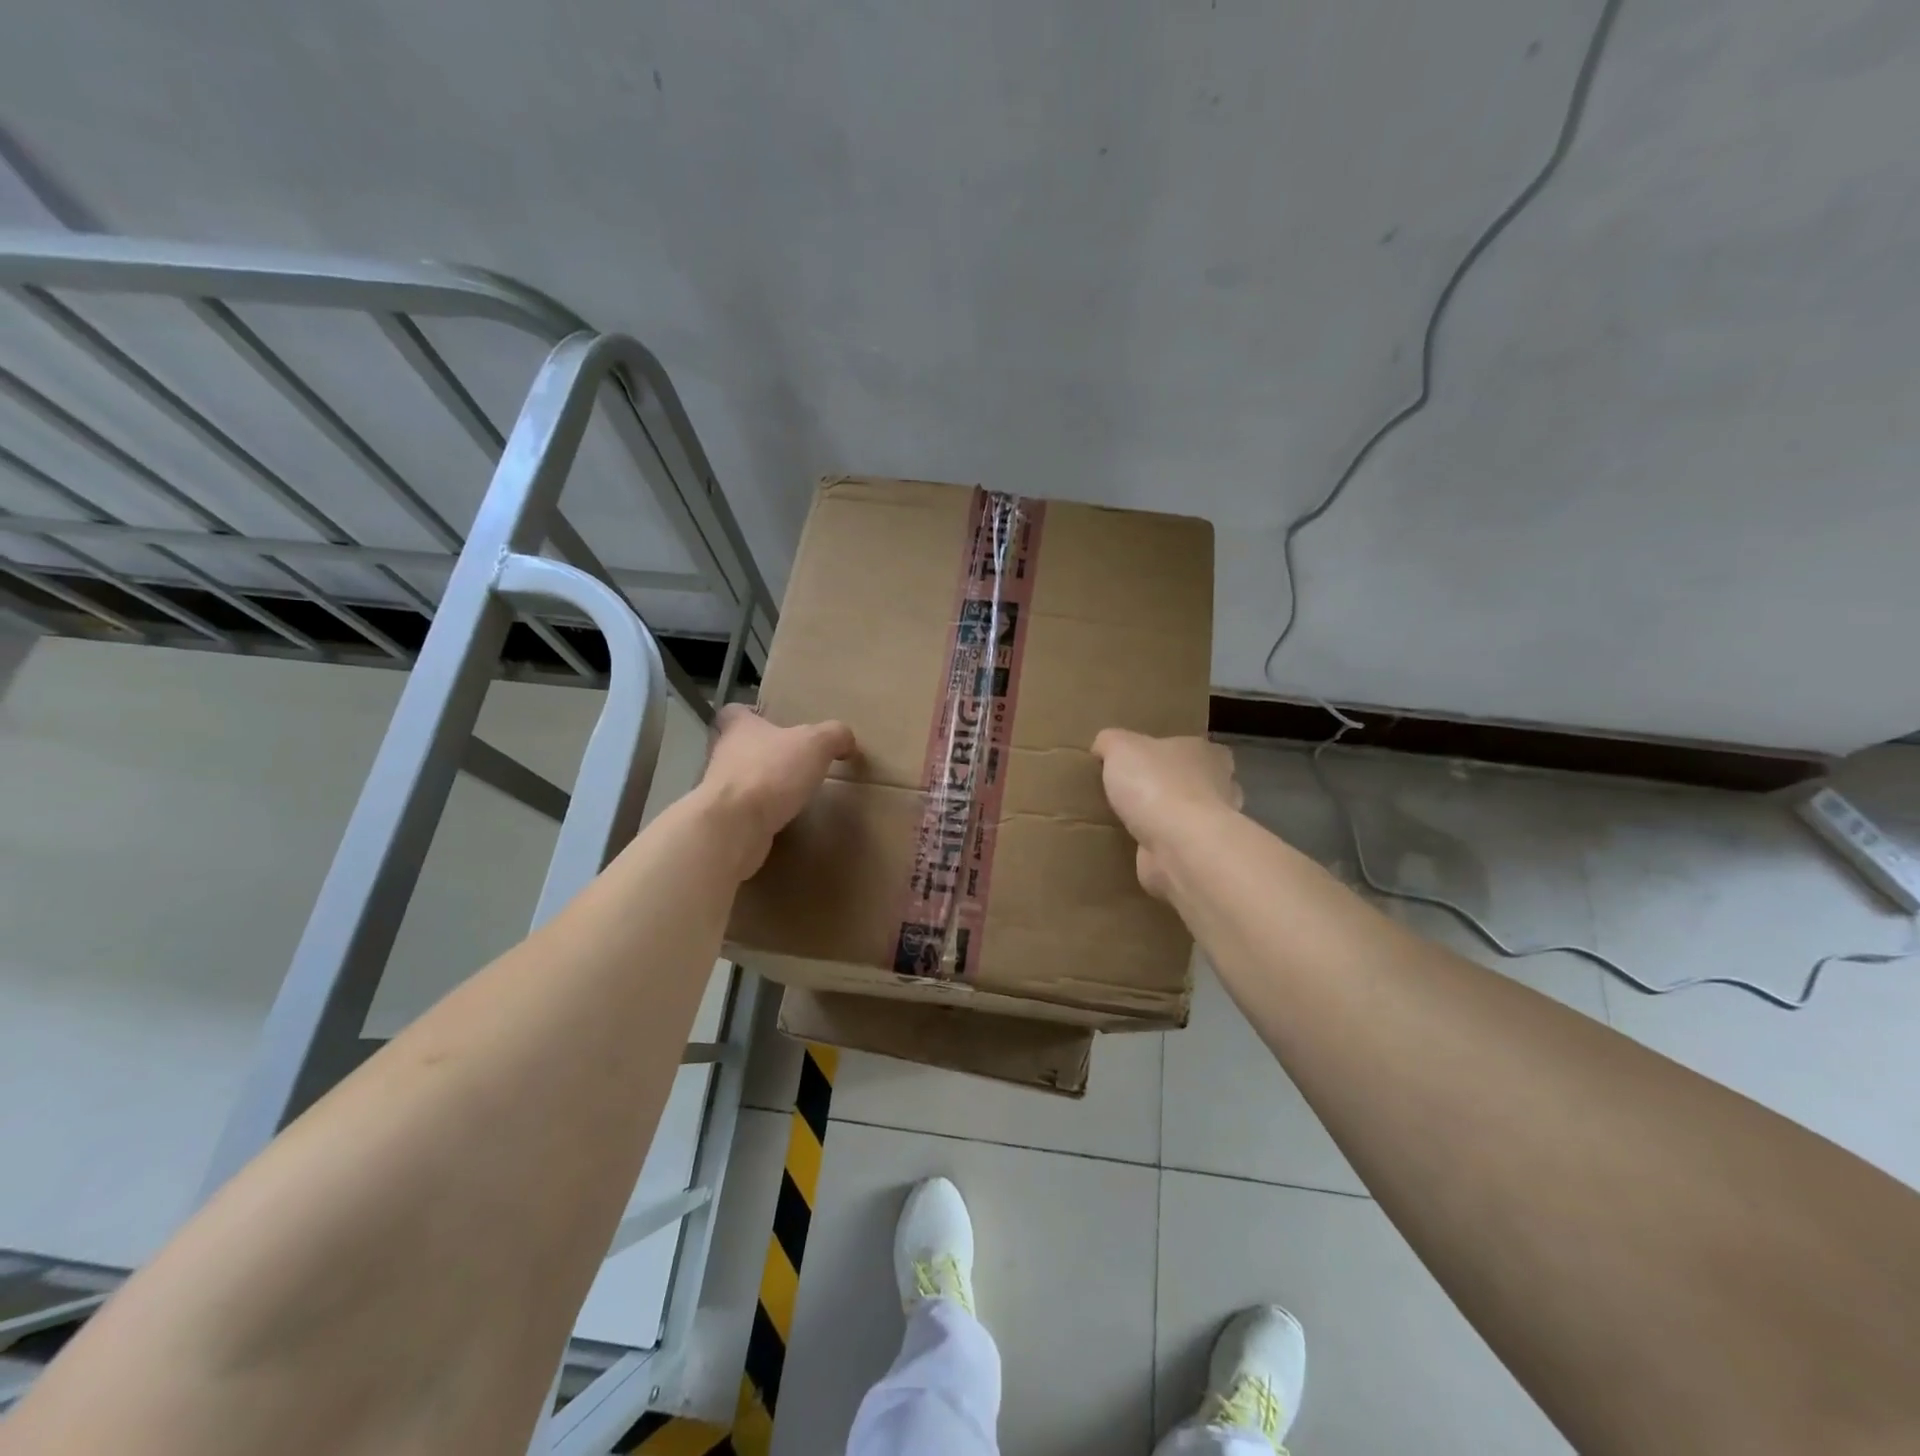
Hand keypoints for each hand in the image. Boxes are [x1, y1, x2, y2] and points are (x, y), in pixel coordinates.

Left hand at [702, 704, 856, 878]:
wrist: (734, 827)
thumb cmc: (771, 773)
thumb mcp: (816, 744)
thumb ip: (834, 735)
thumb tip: (846, 741)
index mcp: (739, 728)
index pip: (734, 712)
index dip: (750, 714)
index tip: (769, 722)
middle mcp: (722, 755)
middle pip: (736, 747)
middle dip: (760, 753)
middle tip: (788, 760)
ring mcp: (719, 791)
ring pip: (739, 781)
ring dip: (760, 785)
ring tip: (789, 792)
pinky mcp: (723, 821)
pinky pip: (743, 813)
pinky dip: (759, 815)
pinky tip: (782, 820)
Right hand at [1091, 729, 1241, 899]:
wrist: (1178, 846)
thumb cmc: (1155, 785)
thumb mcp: (1119, 747)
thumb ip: (1110, 741)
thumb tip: (1103, 746)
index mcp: (1207, 754)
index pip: (1195, 748)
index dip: (1172, 753)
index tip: (1147, 762)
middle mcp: (1220, 787)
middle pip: (1196, 782)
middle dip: (1172, 787)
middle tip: (1135, 792)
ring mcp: (1212, 826)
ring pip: (1188, 817)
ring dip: (1167, 820)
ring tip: (1131, 822)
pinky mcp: (1199, 857)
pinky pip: (1176, 847)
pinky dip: (1160, 848)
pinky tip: (1135, 848)